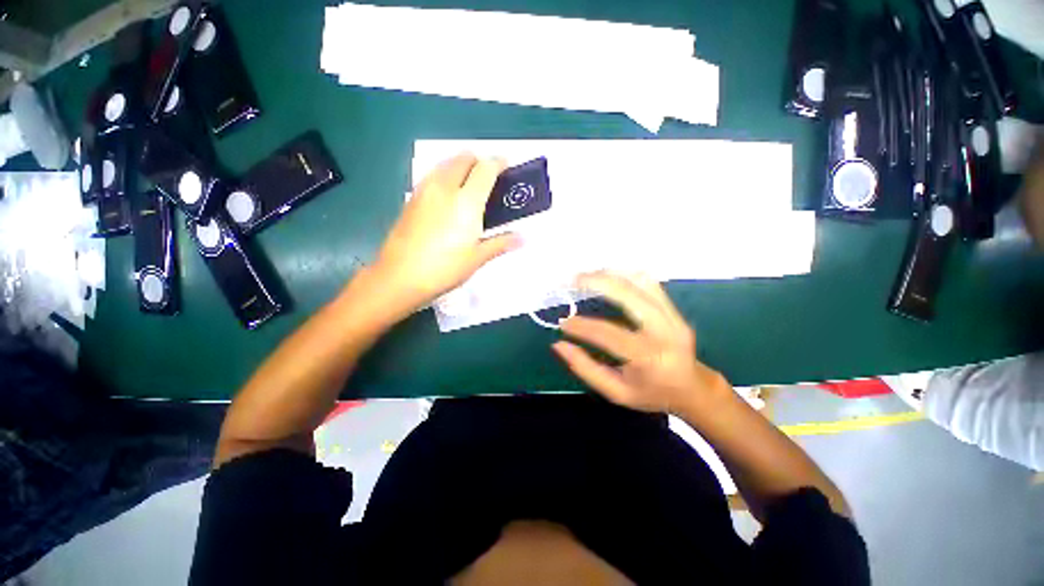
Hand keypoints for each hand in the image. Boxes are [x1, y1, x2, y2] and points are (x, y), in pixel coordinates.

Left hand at [371, 153, 520, 314]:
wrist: (398, 276)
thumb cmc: (442, 269)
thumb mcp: (475, 259)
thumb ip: (499, 243)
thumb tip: (521, 238)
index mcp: (467, 200)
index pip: (486, 167)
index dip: (499, 163)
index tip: (506, 168)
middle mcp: (446, 187)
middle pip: (464, 158)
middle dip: (478, 161)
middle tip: (486, 177)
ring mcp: (425, 190)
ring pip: (445, 163)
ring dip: (458, 165)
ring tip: (466, 183)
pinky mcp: (411, 198)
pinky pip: (431, 176)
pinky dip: (443, 176)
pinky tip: (445, 196)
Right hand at [553, 272, 727, 414]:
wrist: (691, 389)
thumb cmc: (651, 395)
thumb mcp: (616, 393)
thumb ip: (586, 369)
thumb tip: (558, 345)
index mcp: (648, 358)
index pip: (609, 334)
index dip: (582, 326)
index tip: (563, 323)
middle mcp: (664, 332)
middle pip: (630, 295)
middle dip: (600, 282)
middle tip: (574, 280)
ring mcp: (674, 318)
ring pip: (643, 283)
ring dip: (614, 275)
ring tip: (590, 275)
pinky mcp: (676, 311)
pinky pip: (652, 286)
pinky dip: (629, 277)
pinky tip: (612, 279)